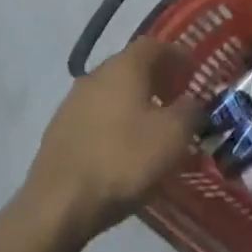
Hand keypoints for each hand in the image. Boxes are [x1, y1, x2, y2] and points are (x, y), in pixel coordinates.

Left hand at [24, 39, 204, 243]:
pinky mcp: (59, 131)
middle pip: (132, 66)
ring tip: (151, 129)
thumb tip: (192, 103)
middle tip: (176, 100)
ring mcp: (73, 102)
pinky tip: (123, 149)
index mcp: (125, 66)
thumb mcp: (173, 136)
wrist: (57, 205)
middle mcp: (97, 74)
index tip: (193, 74)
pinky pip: (96, 117)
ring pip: (113, 92)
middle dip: (157, 79)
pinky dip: (115, 123)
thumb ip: (190, 112)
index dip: (177, 56)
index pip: (155, 45)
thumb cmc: (123, 160)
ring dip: (134, 103)